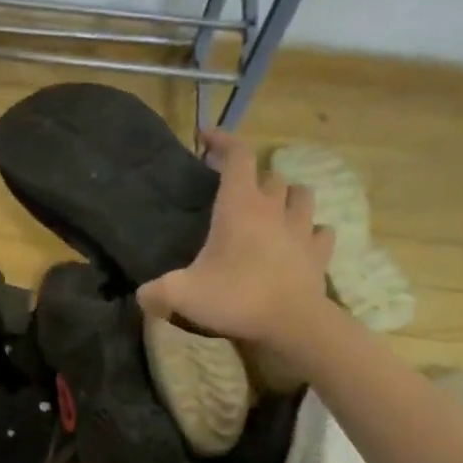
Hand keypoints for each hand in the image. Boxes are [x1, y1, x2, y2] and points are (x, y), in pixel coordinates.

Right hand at [137, 130, 337, 359]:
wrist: (293, 324)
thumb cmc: (237, 297)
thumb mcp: (182, 295)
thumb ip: (156, 292)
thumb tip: (141, 295)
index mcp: (239, 206)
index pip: (238, 156)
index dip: (223, 141)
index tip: (205, 138)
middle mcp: (273, 209)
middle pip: (270, 175)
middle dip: (253, 177)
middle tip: (235, 191)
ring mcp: (301, 229)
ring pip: (301, 195)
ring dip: (287, 196)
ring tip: (273, 208)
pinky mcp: (319, 253)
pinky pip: (321, 232)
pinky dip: (311, 231)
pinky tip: (300, 240)